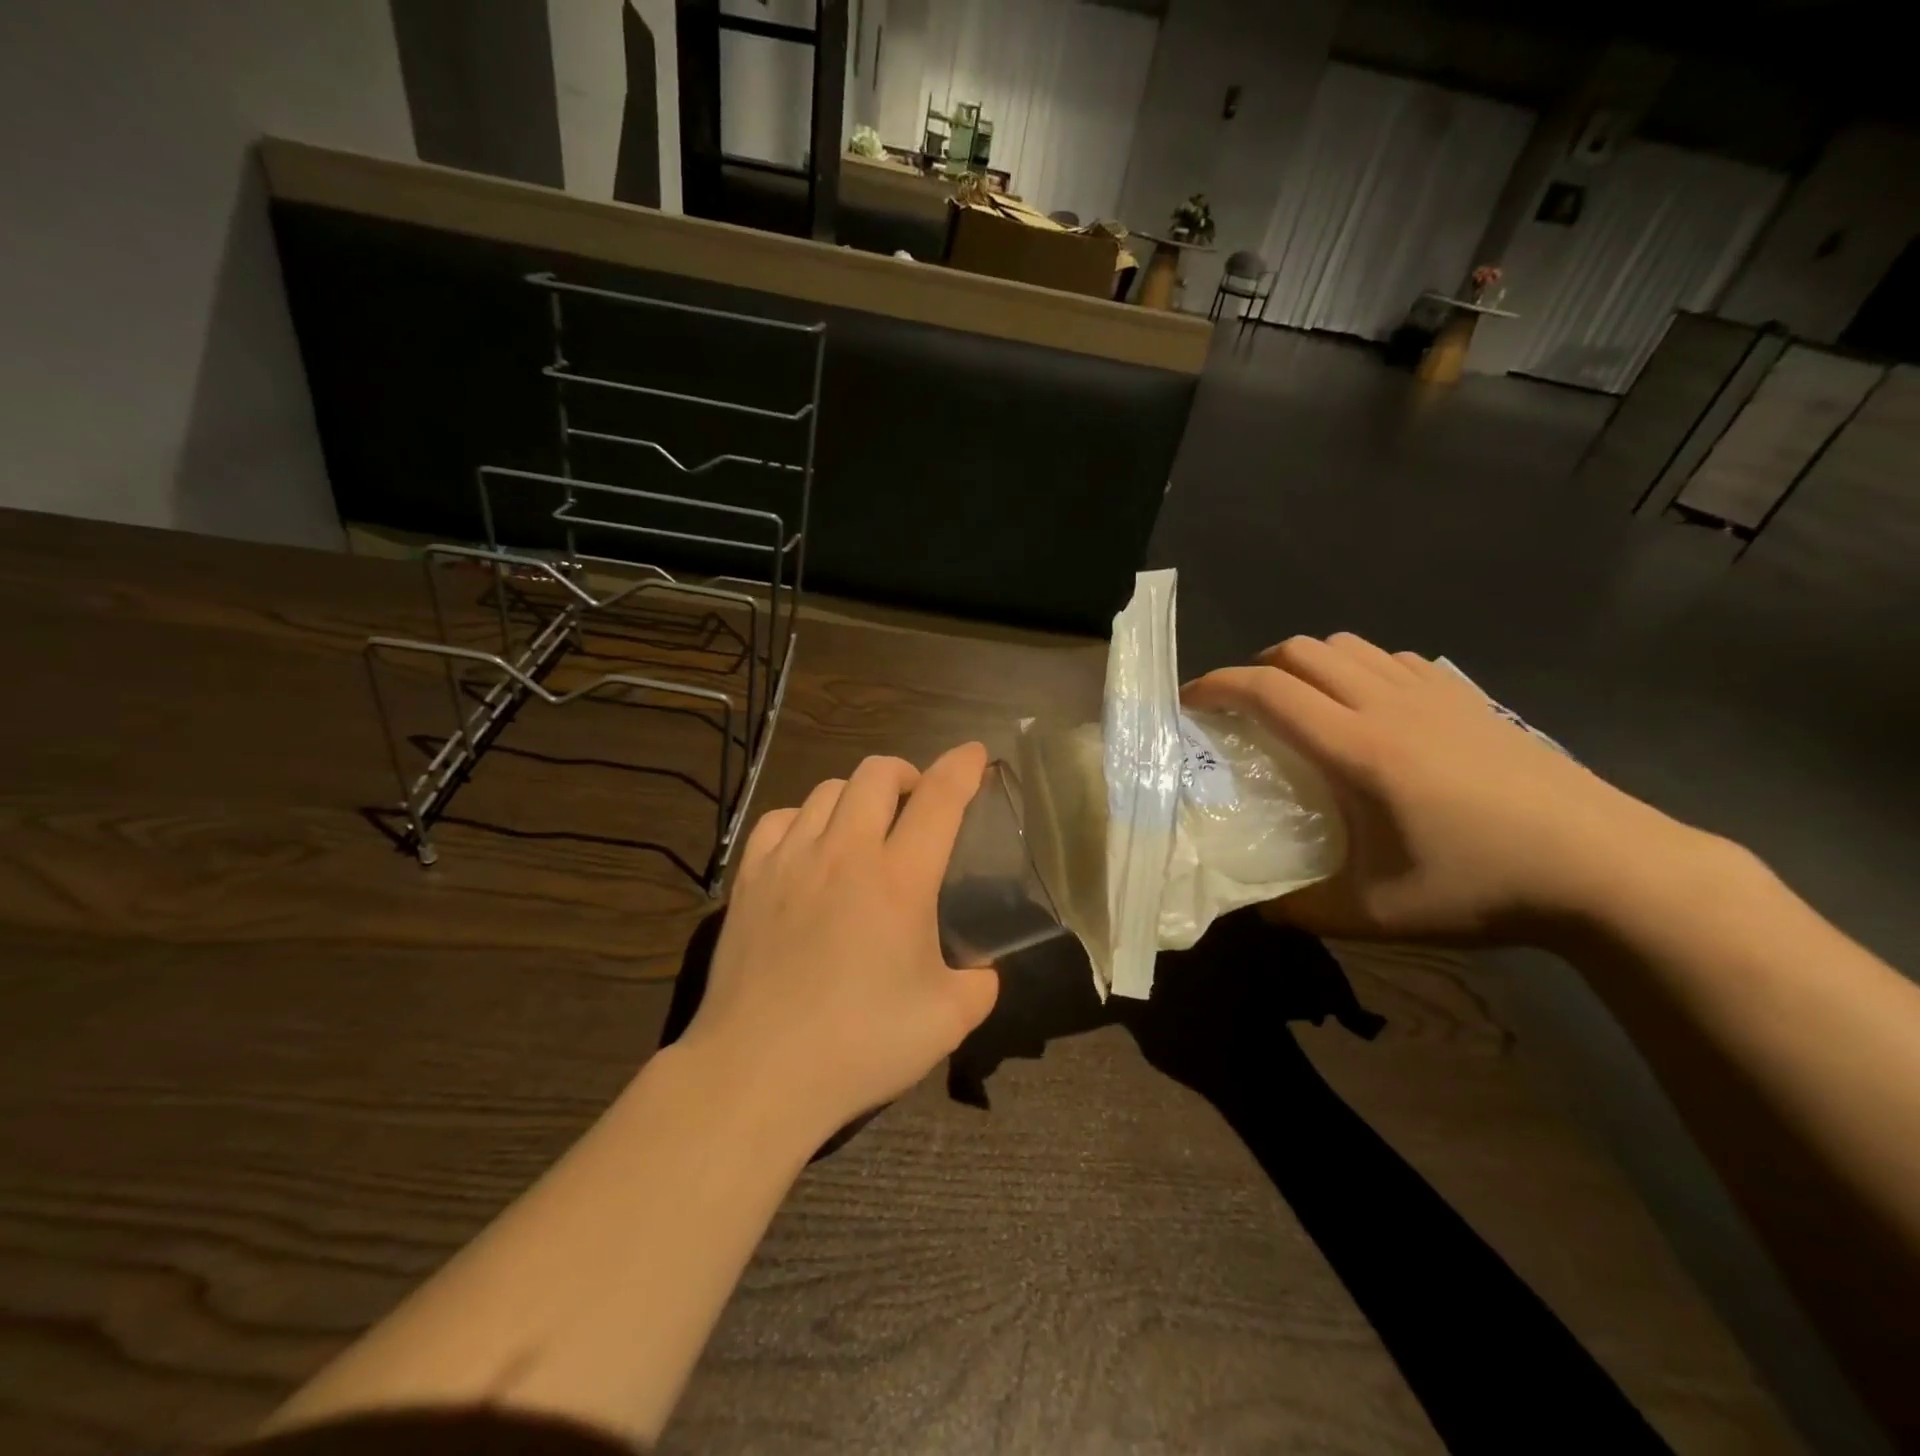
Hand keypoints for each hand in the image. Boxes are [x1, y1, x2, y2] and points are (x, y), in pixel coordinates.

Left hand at [677, 743, 1000, 1142]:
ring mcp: (790, 860)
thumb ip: (980, 986)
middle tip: (916, 803)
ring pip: (828, 790)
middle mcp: (845, 852)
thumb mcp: (946, 1022)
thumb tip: (984, 972)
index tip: (974, 752)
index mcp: (899, 878)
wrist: (757, 1073)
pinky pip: (780, 820)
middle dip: (905, 774)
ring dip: (857, 796)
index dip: (961, 767)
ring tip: (865, 825)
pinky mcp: (749, 879)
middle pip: (876, 773)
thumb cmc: (860, 1045)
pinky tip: (810, 848)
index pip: (939, 799)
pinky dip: (805, 820)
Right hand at [1182, 634, 1714, 943]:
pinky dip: (1355, 668)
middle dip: (1254, 668)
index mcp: (1357, 749)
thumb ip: (1302, 909)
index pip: (1266, 691)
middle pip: (1299, 650)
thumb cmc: (1485, 888)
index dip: (1215, 686)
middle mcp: (1387, 704)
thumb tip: (1257, 907)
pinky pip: (1389, 658)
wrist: (1611, 870)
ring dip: (1304, 664)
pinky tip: (1365, 708)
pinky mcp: (1467, 697)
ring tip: (1297, 705)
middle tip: (1241, 710)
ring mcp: (1432, 693)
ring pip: (1345, 645)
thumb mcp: (1376, 914)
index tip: (1188, 703)